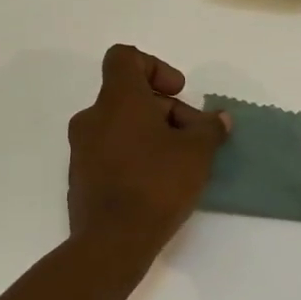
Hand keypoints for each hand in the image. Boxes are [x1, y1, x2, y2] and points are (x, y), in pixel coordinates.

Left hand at [67, 44, 229, 258]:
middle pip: (131, 95)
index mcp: (118, 100)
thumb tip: (219, 119)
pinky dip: (135, 155)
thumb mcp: (197, 153)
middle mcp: (93, 117)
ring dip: (152, 134)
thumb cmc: (157, 184)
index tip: (178, 91)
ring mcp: (82, 148)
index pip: (125, 57)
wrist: (112, 241)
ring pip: (122, 125)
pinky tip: (158, 183)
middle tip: (194, 138)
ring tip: (180, 163)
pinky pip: (111, 151)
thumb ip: (209, 129)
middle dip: (167, 110)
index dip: (155, 66)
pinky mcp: (81, 176)